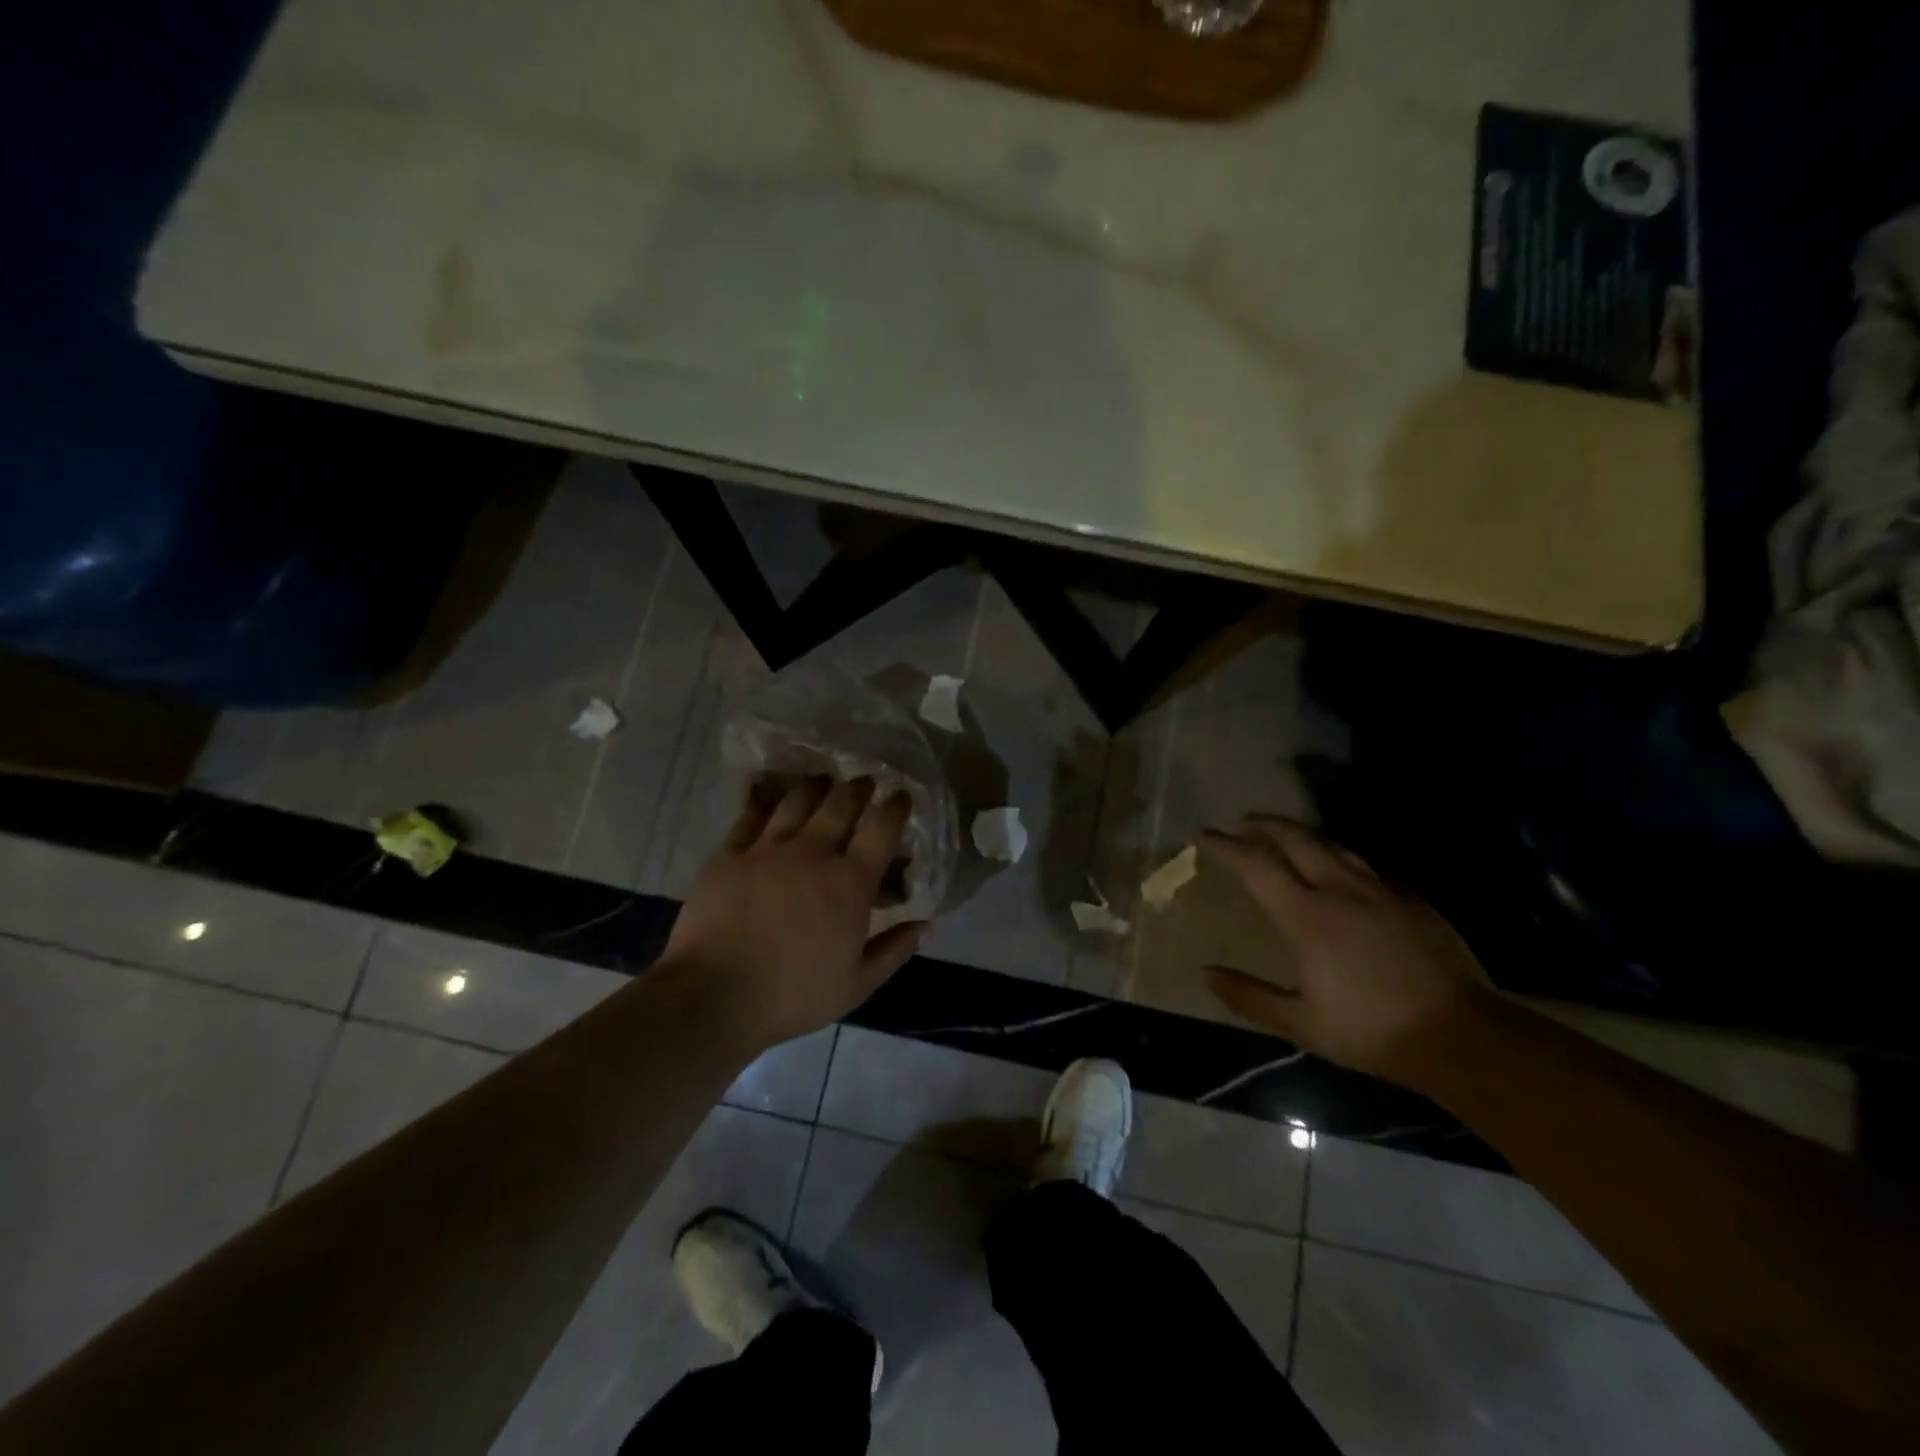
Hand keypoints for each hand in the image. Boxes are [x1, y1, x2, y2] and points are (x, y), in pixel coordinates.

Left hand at [661, 776, 926, 1051]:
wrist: (713, 996)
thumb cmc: (793, 995)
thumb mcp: (857, 985)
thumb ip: (894, 950)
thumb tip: (926, 924)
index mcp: (850, 883)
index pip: (882, 830)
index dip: (896, 807)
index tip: (901, 796)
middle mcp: (813, 853)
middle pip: (841, 804)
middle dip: (858, 788)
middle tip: (865, 781)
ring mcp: (768, 849)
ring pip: (798, 801)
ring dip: (816, 787)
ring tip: (824, 781)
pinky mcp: (730, 854)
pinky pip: (751, 815)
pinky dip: (765, 798)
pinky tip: (769, 791)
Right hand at [1200, 816, 1492, 1085]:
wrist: (1462, 1036)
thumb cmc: (1372, 1031)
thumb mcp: (1301, 1024)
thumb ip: (1248, 997)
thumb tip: (1205, 973)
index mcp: (1307, 916)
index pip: (1256, 865)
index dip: (1226, 846)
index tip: (1203, 835)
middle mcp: (1341, 890)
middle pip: (1296, 839)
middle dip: (1264, 825)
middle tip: (1243, 823)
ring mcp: (1380, 890)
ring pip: (1332, 845)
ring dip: (1301, 834)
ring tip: (1284, 834)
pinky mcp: (1411, 898)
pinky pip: (1365, 864)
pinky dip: (1338, 855)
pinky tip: (1339, 867)